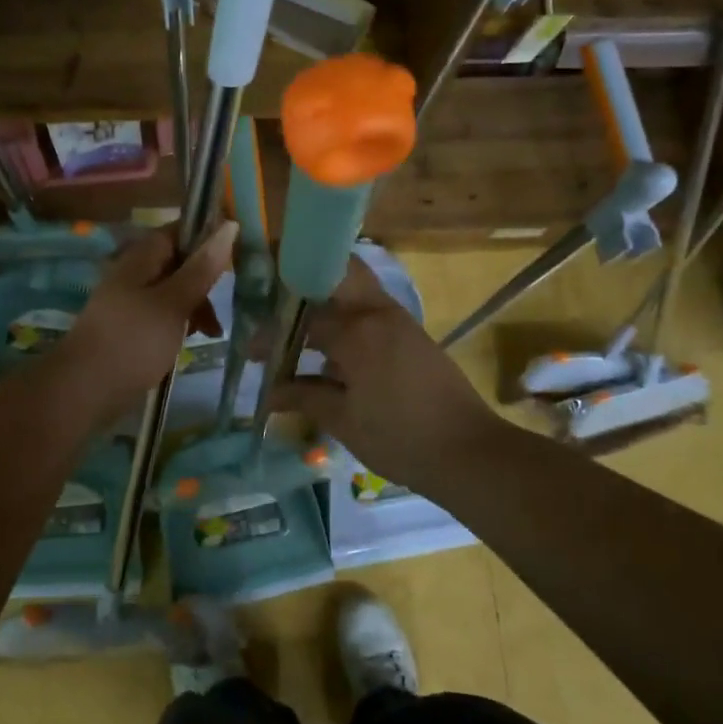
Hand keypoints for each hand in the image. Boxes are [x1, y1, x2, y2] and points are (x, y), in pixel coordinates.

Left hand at [53, 221, 236, 427]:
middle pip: (177, 263)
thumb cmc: (133, 340)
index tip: (236, 254)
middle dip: (204, 279)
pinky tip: (189, 342)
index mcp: (141, 258)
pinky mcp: (129, 329)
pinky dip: (179, 324)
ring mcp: (129, 303)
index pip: (178, 231)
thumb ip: (202, 267)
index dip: (207, 236)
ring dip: (195, 306)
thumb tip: (230, 225)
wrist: (83, 390)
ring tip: (211, 332)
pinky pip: (161, 316)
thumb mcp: (174, 302)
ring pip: (172, 292)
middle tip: (225, 302)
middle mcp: (134, 274)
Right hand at [268, 257, 502, 490]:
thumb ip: (303, 396)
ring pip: (356, 287)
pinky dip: (346, 315)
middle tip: (274, 299)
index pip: (303, 317)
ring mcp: (400, 320)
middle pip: (337, 271)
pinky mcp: (412, 335)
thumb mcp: (343, 420)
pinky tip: (330, 347)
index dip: (272, 330)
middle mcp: (379, 312)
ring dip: (326, 295)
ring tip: (296, 322)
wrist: (470, 452)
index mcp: (358, 330)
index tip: (252, 348)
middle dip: (304, 277)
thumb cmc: (400, 438)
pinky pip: (371, 309)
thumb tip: (269, 392)